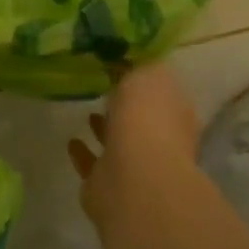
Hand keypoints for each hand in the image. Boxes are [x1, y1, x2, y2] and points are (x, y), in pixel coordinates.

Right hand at [67, 62, 199, 223]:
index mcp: (176, 113)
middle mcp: (161, 141)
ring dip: (105, 129)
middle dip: (125, 106)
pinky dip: (84, 154)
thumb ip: (139, 66)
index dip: (145, 80)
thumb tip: (130, 63)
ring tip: (87, 111)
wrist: (134, 179)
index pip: (162, 92)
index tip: (124, 67)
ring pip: (119, 143)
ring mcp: (136, 166)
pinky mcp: (108, 186)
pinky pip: (94, 164)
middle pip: (142, 119)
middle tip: (104, 89)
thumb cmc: (147, 119)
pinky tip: (72, 141)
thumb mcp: (148, 73)